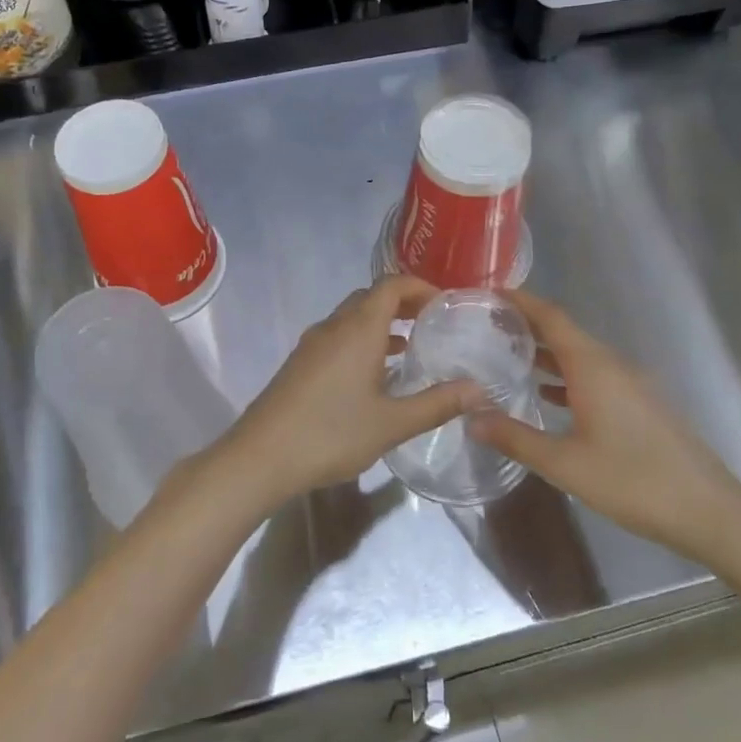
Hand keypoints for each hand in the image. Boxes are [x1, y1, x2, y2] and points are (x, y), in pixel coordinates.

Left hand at [218, 276, 483, 511]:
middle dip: (402, 303)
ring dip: (381, 323)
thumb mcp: (392, 423)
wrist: (261, 456)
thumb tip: (479, 389)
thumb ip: (437, 404)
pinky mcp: (300, 363)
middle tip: (433, 323)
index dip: (419, 286)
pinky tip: (374, 375)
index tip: (445, 303)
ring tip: (410, 347)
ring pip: (352, 318)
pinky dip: (362, 340)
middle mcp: (334, 326)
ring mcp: (312, 344)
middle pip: (370, 297)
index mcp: (358, 329)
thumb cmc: (331, 434)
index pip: (391, 285)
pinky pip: (338, 336)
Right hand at [470, 290, 740, 563]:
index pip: (552, 317)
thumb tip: (471, 417)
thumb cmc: (633, 482)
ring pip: (582, 356)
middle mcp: (613, 365)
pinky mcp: (642, 405)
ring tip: (509, 358)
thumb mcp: (565, 464)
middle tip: (488, 327)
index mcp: (593, 367)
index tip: (490, 292)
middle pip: (565, 333)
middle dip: (528, 326)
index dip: (521, 301)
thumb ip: (516, 438)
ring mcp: (632, 384)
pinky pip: (596, 376)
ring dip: (547, 353)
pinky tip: (549, 397)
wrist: (710, 512)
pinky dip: (568, 376)